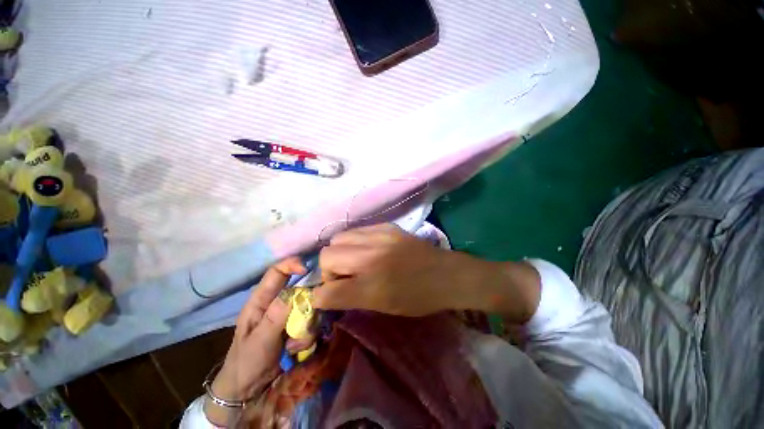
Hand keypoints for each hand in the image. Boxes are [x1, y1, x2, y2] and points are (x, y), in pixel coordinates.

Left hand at [204, 258, 305, 425]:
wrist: (248, 388)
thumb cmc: (246, 362)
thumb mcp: (259, 341)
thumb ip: (275, 317)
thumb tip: (293, 292)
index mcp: (261, 301)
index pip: (276, 272)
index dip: (291, 264)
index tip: (307, 269)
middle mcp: (277, 304)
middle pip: (300, 288)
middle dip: (307, 301)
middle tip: (308, 316)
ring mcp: (288, 316)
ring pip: (308, 307)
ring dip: (307, 325)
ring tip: (294, 344)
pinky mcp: (296, 327)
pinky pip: (310, 323)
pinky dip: (307, 336)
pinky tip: (296, 349)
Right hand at [313, 224, 541, 321]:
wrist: (446, 273)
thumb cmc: (418, 298)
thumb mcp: (383, 307)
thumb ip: (351, 298)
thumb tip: (327, 293)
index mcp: (370, 286)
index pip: (325, 292)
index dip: (321, 297)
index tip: (329, 297)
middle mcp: (370, 257)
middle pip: (325, 256)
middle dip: (329, 270)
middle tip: (346, 277)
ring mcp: (378, 236)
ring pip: (338, 238)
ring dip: (340, 252)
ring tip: (356, 260)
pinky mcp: (386, 226)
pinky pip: (357, 230)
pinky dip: (355, 241)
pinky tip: (369, 249)